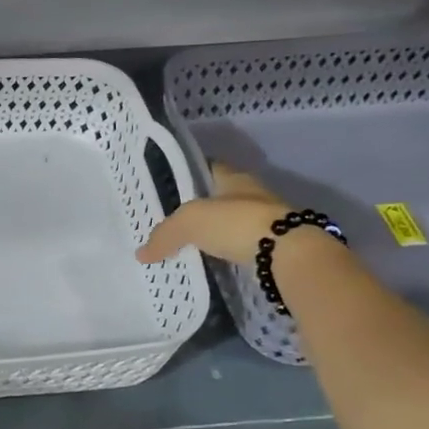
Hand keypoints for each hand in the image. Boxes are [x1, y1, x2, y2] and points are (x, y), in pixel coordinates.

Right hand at [137, 163, 289, 264]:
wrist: (286, 254)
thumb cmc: (236, 223)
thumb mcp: (190, 223)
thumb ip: (165, 235)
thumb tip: (141, 253)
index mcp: (233, 177)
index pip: (208, 167)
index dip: (189, 174)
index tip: (170, 186)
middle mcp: (252, 193)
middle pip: (220, 196)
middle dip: (201, 207)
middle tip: (173, 220)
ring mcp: (266, 220)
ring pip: (232, 221)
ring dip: (216, 231)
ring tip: (189, 243)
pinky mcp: (273, 246)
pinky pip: (242, 245)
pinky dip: (227, 251)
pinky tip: (212, 260)